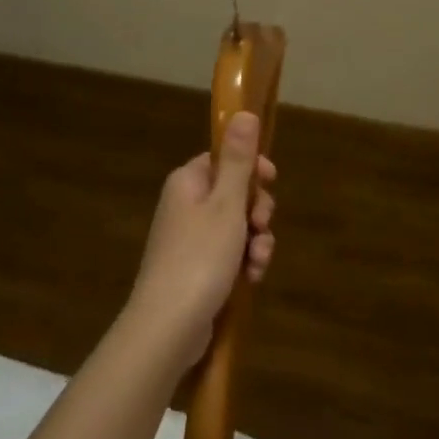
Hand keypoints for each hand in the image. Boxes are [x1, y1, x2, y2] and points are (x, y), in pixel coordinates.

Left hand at [127, 112, 275, 370]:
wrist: (168, 326)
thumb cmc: (200, 258)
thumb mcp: (226, 205)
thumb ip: (238, 160)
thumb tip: (242, 112)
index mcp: (188, 182)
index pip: (223, 159)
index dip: (251, 168)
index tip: (271, 181)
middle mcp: (185, 205)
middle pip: (233, 193)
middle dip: (257, 212)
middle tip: (261, 227)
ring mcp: (189, 239)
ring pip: (236, 228)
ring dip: (255, 242)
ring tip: (257, 263)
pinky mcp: (195, 269)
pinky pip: (228, 255)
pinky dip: (243, 263)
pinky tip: (251, 279)